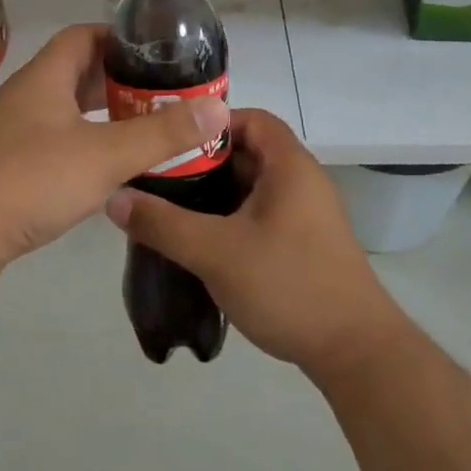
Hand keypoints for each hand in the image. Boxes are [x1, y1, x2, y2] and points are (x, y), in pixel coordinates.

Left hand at [0, 25, 229, 273]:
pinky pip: (53, 138)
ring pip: (65, 108)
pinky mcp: (6, 163)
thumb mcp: (106, 154)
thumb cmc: (32, 179)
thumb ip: (163, 133)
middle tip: (161, 94)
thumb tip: (217, 108)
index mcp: (45, 77)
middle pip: (76, 71)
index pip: (84, 36)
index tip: (157, 53)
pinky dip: (83, 141)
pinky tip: (104, 165)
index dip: (120, 38)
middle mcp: (26, 95)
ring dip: (101, 113)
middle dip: (118, 80)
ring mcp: (12, 130)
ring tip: (142, 127)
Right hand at [105, 109, 408, 381]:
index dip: (210, 123)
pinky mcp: (305, 243)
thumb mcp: (216, 252)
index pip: (249, 118)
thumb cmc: (288, 285)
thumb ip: (163, 224)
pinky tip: (202, 242)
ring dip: (215, 195)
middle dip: (203, 163)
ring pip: (252, 187)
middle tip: (160, 178)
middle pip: (247, 152)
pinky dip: (232, 218)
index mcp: (289, 165)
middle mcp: (302, 180)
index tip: (170, 142)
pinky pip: (262, 214)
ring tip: (171, 209)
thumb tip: (114, 198)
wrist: (356, 352)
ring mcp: (306, 214)